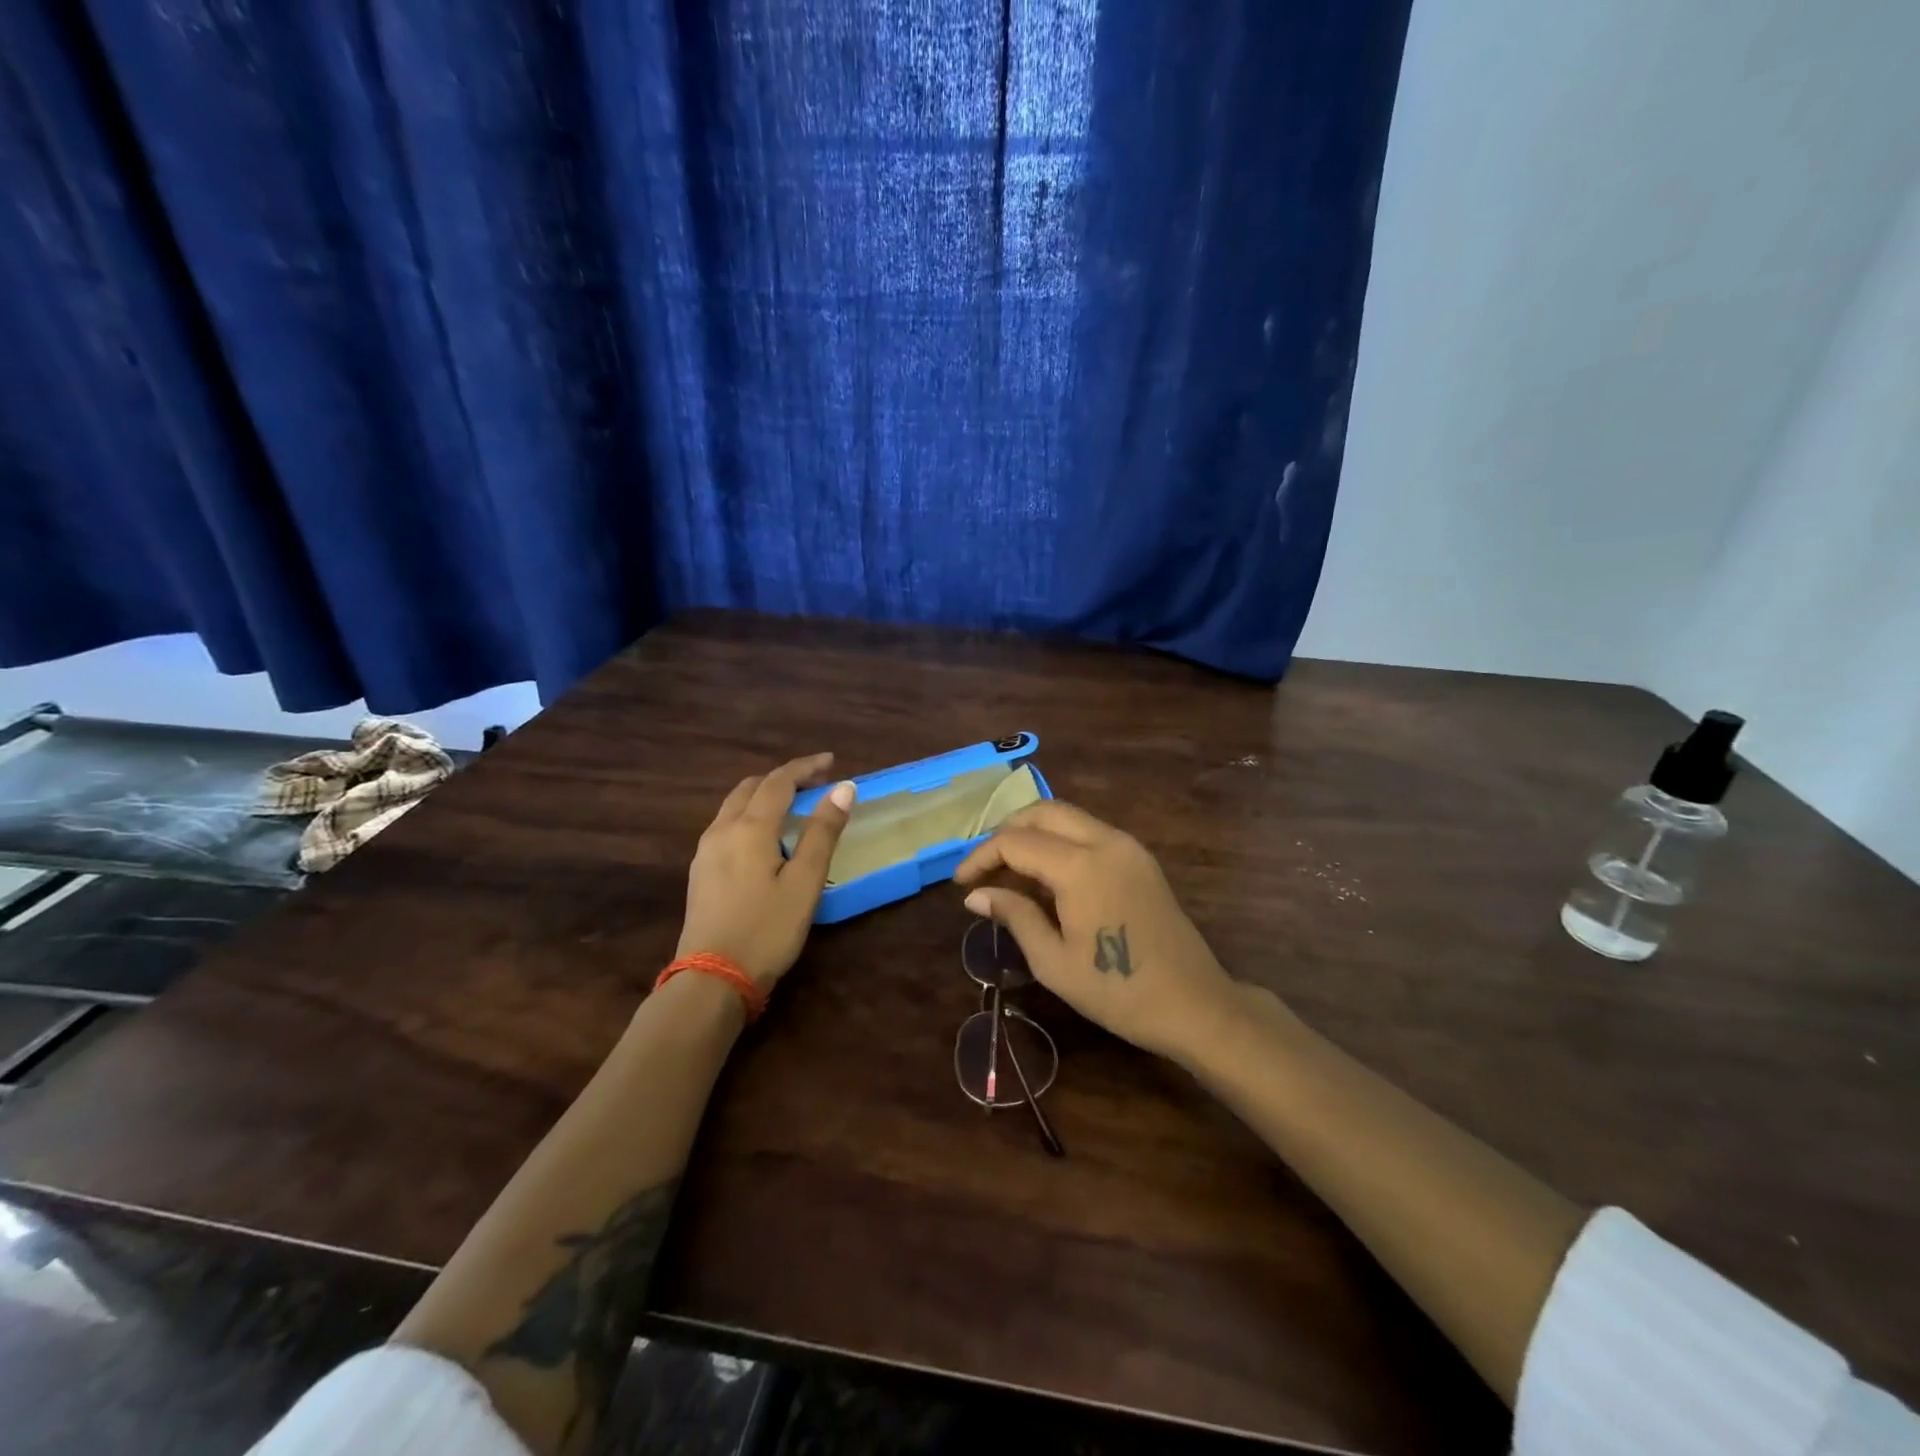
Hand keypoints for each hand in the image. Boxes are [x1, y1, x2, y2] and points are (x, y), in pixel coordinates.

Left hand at [678, 753, 855, 991]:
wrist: (712, 979)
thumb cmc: (766, 929)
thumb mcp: (804, 882)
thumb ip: (822, 832)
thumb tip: (843, 788)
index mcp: (749, 828)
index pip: (779, 782)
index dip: (805, 767)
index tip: (831, 761)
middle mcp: (721, 830)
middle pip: (751, 788)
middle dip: (783, 778)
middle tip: (814, 783)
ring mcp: (705, 852)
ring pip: (734, 806)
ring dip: (763, 795)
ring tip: (792, 806)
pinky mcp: (700, 872)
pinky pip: (726, 826)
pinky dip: (750, 815)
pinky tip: (764, 837)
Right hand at [953, 802, 1242, 1063]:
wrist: (1195, 1004)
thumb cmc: (1118, 991)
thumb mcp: (1053, 962)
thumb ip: (1014, 916)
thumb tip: (976, 895)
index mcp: (1080, 866)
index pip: (1016, 841)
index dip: (981, 857)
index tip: (961, 884)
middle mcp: (1105, 841)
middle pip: (1043, 812)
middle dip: (1006, 831)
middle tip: (983, 866)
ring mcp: (1127, 846)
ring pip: (1068, 817)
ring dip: (1033, 833)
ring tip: (1008, 871)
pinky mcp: (1140, 858)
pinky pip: (1089, 832)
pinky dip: (1060, 841)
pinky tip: (1046, 876)